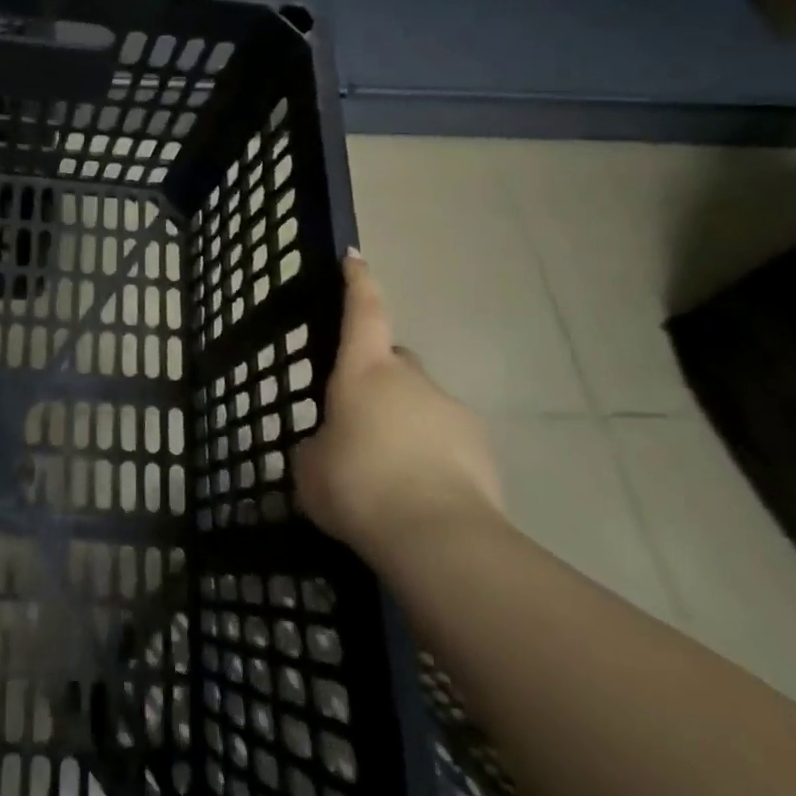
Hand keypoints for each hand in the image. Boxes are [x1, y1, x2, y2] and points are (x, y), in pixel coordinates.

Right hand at [295, 250, 503, 567]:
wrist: (438, 538)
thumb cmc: (359, 487)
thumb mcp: (312, 470)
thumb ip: (317, 449)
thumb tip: (327, 448)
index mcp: (365, 371)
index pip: (363, 310)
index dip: (358, 282)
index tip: (356, 257)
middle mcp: (411, 379)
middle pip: (394, 362)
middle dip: (380, 381)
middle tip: (361, 420)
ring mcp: (452, 411)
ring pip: (423, 405)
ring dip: (406, 425)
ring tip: (390, 474)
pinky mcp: (483, 449)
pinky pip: (449, 441)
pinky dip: (434, 457)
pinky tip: (420, 495)